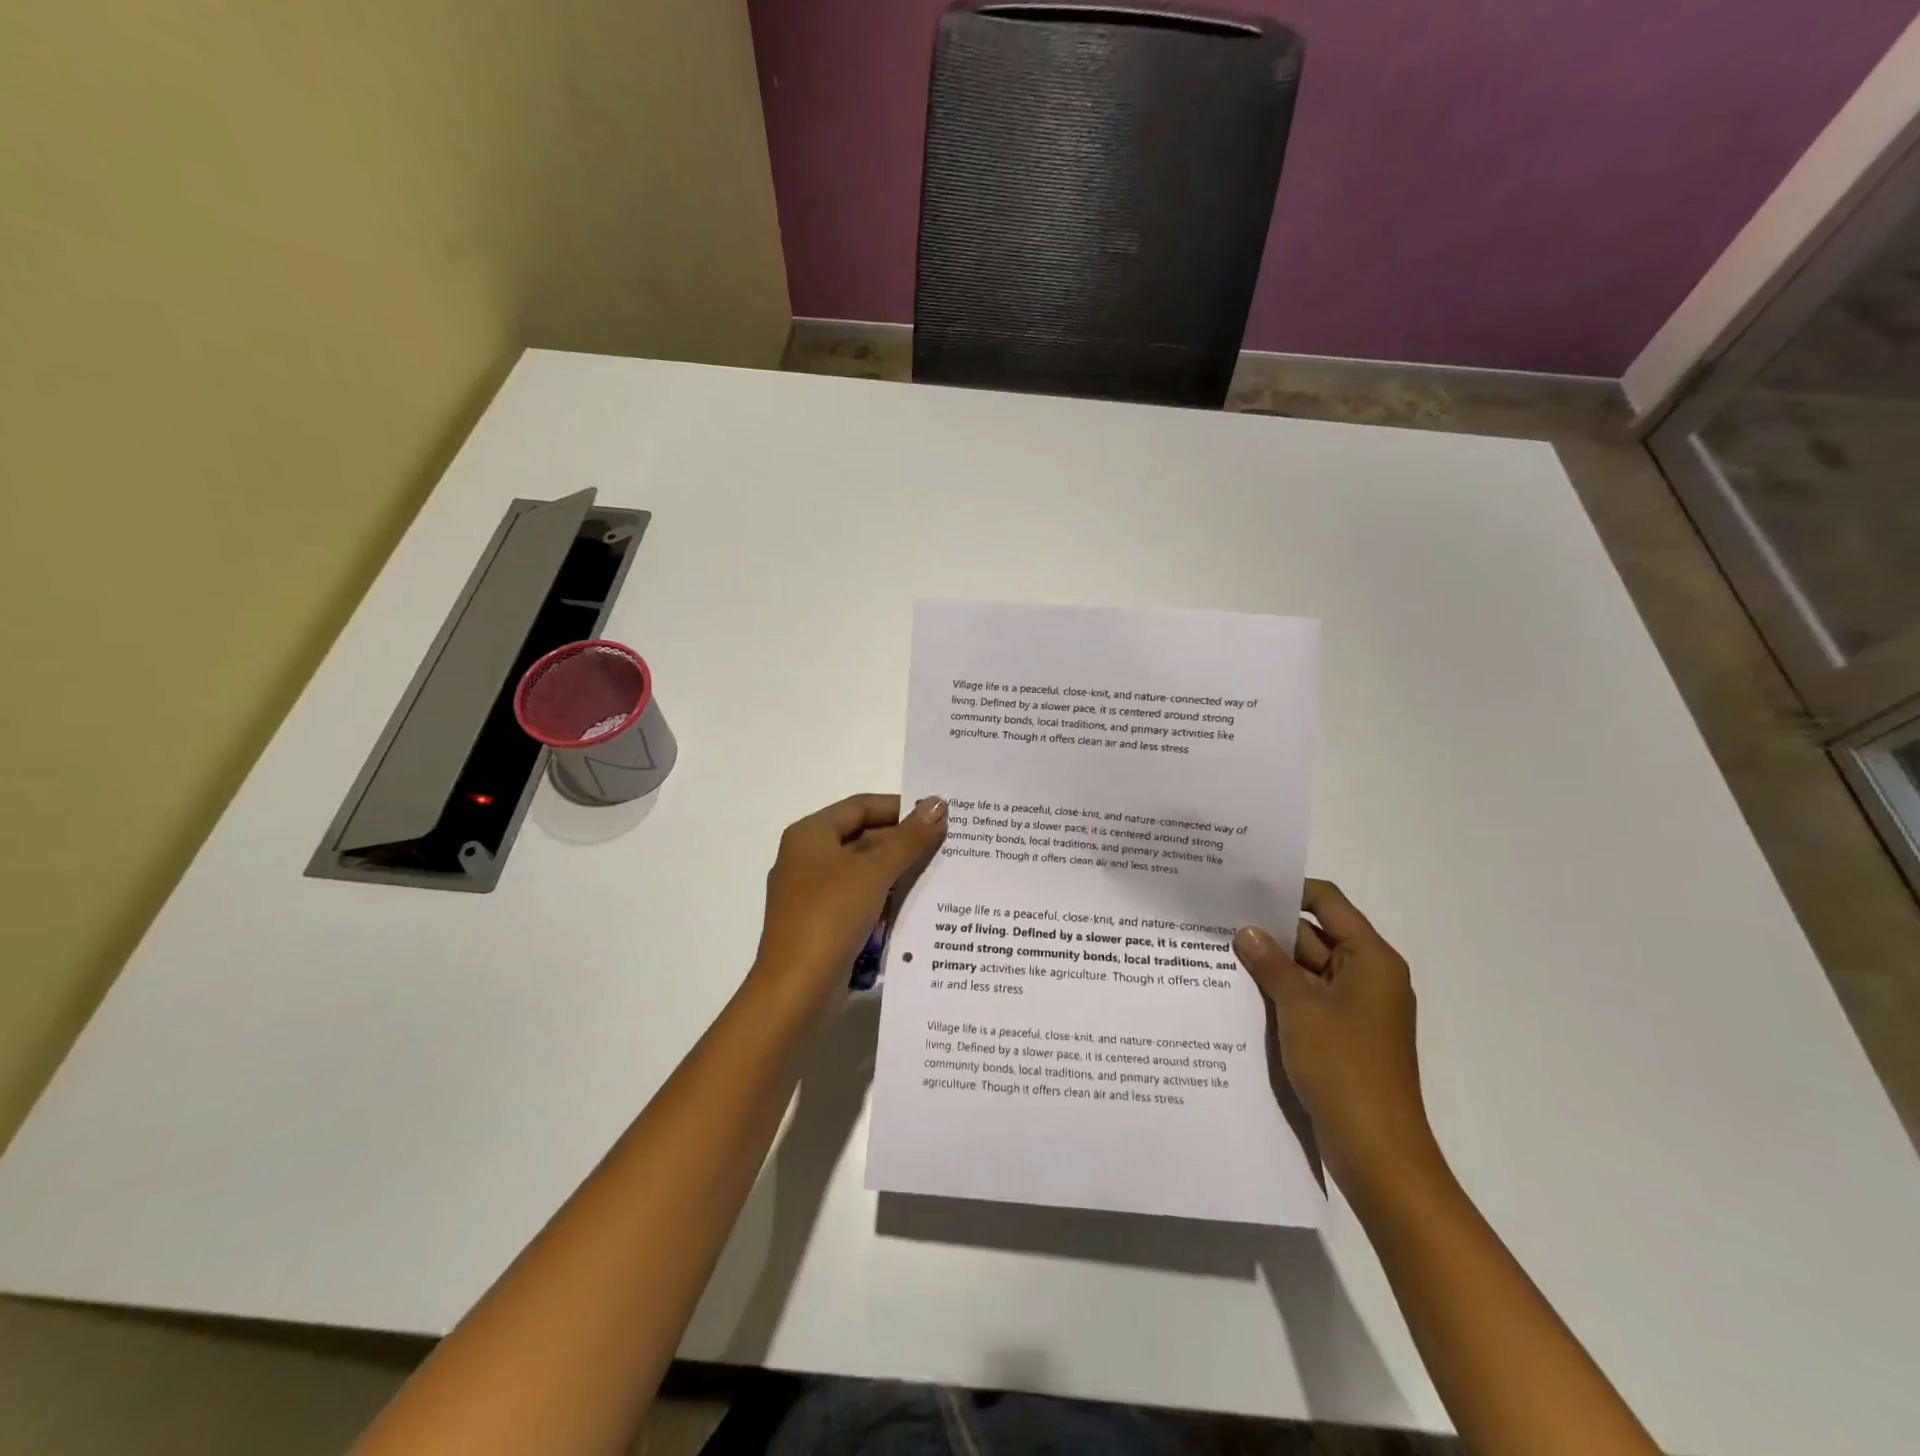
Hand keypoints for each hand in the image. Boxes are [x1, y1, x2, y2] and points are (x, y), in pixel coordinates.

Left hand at [753, 794, 947, 1010]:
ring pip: (863, 873)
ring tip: (941, 874)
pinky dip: (885, 901)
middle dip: (903, 843)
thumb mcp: (875, 871)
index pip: (861, 806)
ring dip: (898, 873)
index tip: (937, 815)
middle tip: (947, 845)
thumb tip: (938, 804)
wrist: (796, 991)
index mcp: (810, 835)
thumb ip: (909, 838)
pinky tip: (916, 907)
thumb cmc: (831, 916)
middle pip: (862, 838)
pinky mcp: (821, 926)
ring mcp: (812, 895)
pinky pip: (859, 901)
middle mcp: (807, 859)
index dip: (900, 808)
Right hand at [1234, 880, 1437, 1195]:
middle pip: (1313, 935)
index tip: (1243, 885)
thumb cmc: (1345, 1069)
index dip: (1288, 890)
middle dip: (1268, 929)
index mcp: (1370, 959)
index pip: (1327, 903)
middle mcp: (1365, 976)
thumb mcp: (1301, 1009)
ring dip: (1268, 963)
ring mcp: (1353, 1007)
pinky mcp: (1339, 1034)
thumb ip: (1271, 964)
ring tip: (1215, 949)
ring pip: (1304, 969)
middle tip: (1216, 916)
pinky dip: (1277, 992)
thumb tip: (1245, 931)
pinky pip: (1305, 998)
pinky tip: (1235, 990)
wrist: (1377, 1152)